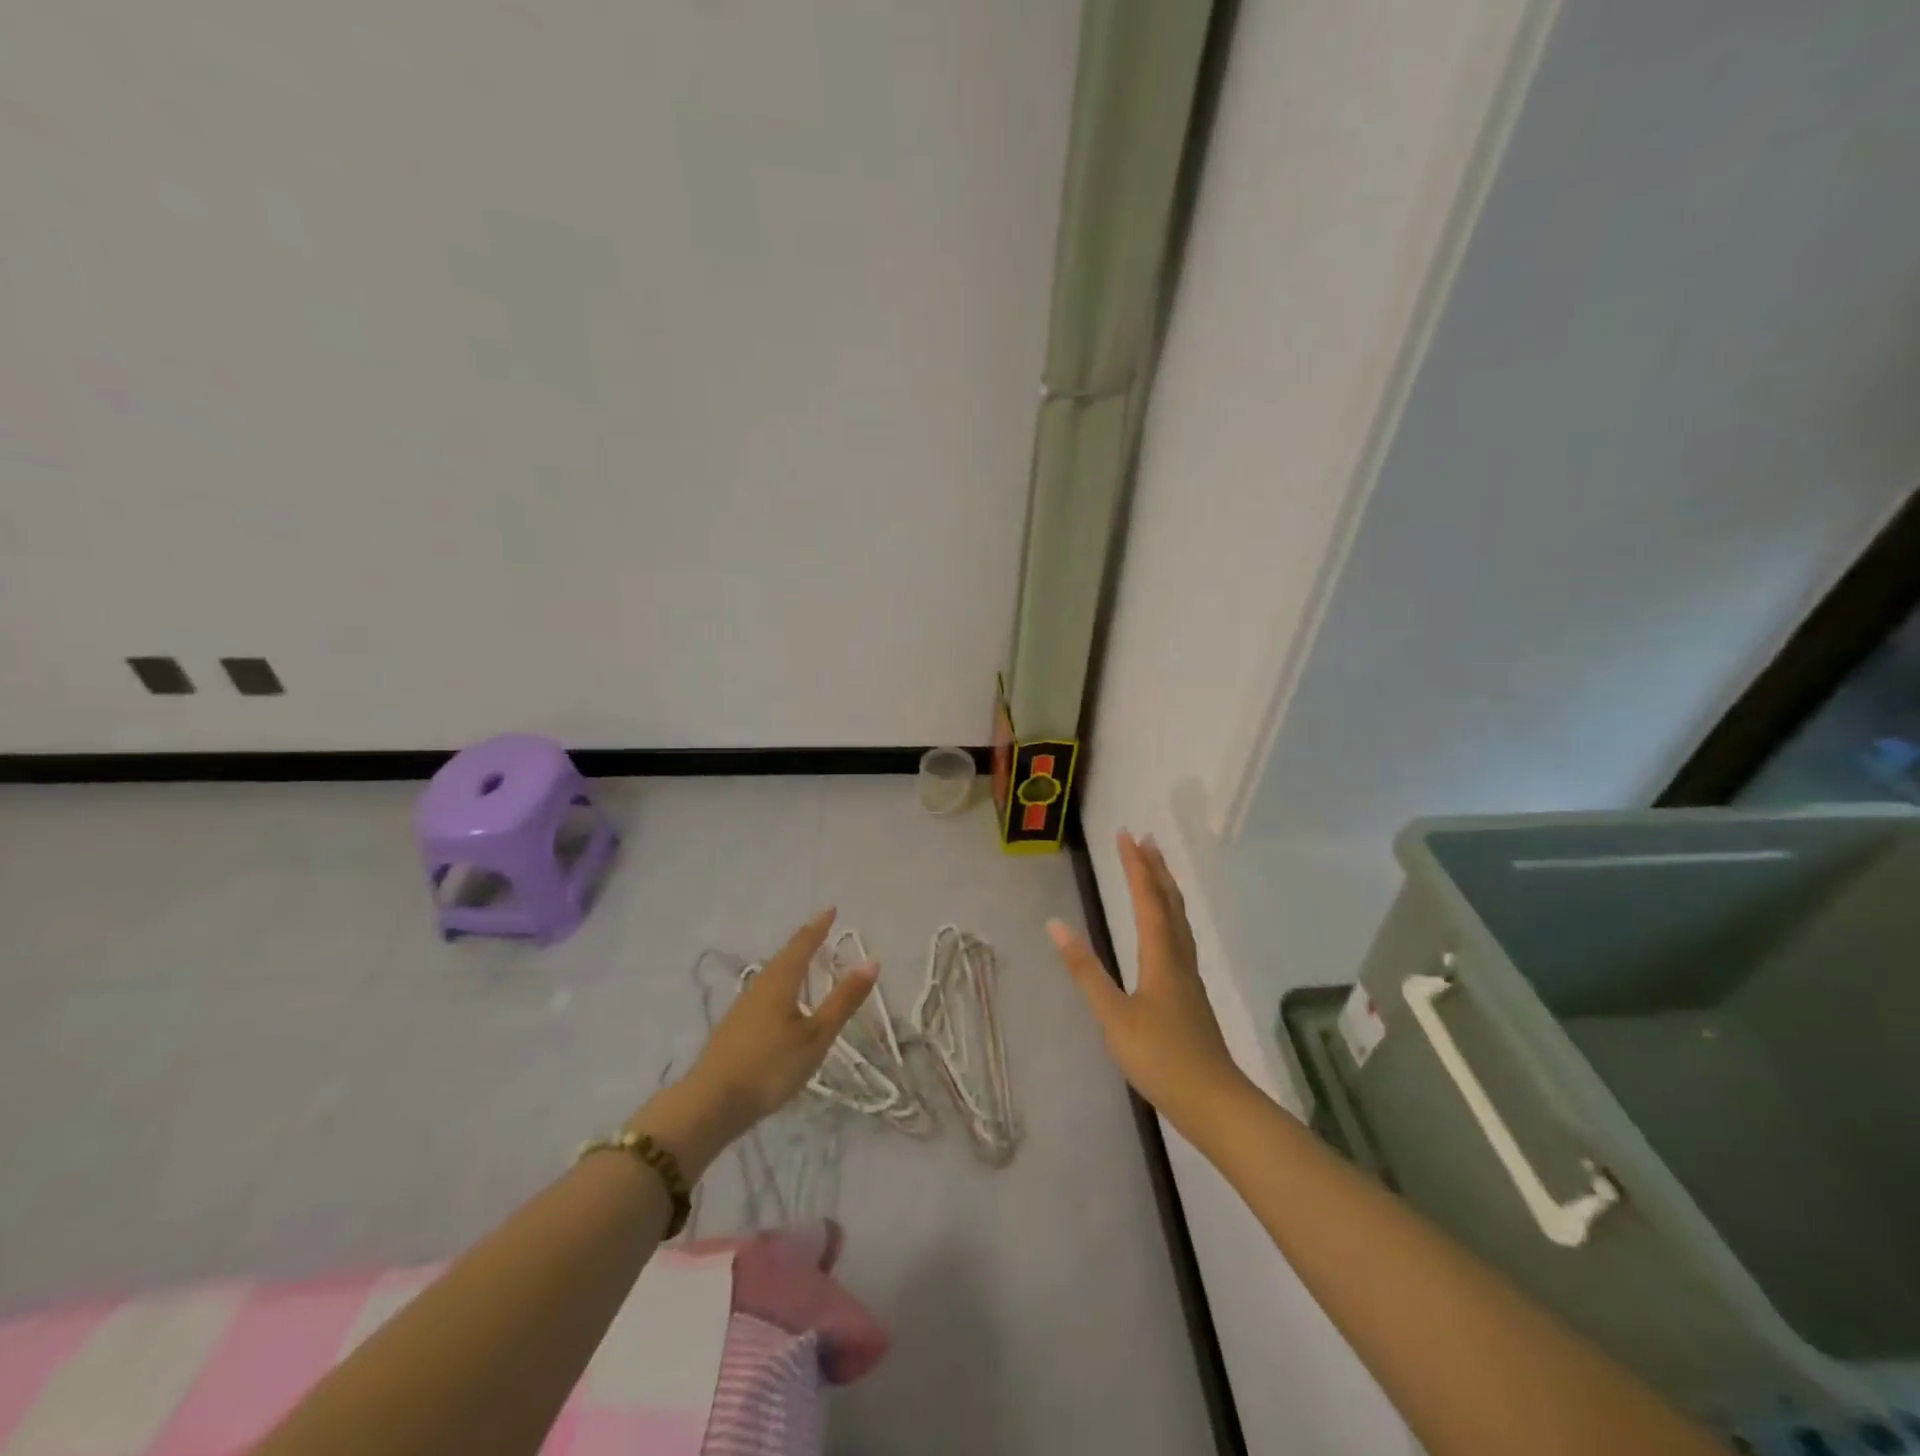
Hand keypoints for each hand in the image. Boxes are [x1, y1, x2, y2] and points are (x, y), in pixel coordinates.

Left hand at [634, 909, 875, 1174]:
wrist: (710, 1104)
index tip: (831, 909)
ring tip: (806, 962)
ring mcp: (743, 1007)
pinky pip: (765, 992)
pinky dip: (781, 984)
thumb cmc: (770, 1067)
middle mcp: (760, 986)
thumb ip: (843, 1000)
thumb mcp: (816, 1036)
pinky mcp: (735, 1028)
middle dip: (805, 942)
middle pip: (785, 957)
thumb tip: (871, 961)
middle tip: (822, 931)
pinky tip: (783, 1001)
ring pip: (773, 975)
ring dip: (791, 963)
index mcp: (781, 982)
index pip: (802, 944)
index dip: (818, 926)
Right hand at [1048, 832, 1247, 1133]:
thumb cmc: (1160, 1058)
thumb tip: (1055, 926)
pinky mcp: (1191, 995)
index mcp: (1160, 957)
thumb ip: (1085, 971)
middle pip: (1170, 902)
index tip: (1125, 835)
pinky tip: (1164, 932)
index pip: (1147, 899)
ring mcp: (1189, 977)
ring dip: (1166, 889)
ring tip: (1157, 871)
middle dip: (1156, 868)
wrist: (1214, 1102)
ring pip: (1179, 920)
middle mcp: (1179, 958)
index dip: (1135, 866)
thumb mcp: (1113, 1016)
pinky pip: (1180, 937)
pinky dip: (1170, 915)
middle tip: (1145, 839)